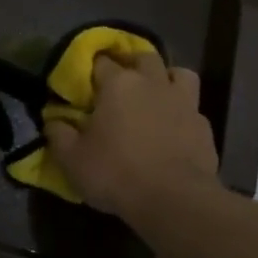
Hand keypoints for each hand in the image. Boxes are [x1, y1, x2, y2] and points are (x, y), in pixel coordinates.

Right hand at [48, 52, 219, 219]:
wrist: (174, 201)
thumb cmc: (116, 173)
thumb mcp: (72, 159)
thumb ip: (58, 134)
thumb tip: (53, 120)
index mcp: (118, 84)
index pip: (101, 61)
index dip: (91, 68)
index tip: (85, 82)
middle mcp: (152, 83)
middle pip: (144, 57)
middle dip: (132, 64)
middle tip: (121, 83)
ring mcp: (183, 102)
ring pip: (179, 73)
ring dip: (167, 79)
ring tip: (157, 96)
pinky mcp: (204, 126)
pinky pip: (193, 109)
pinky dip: (183, 114)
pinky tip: (175, 130)